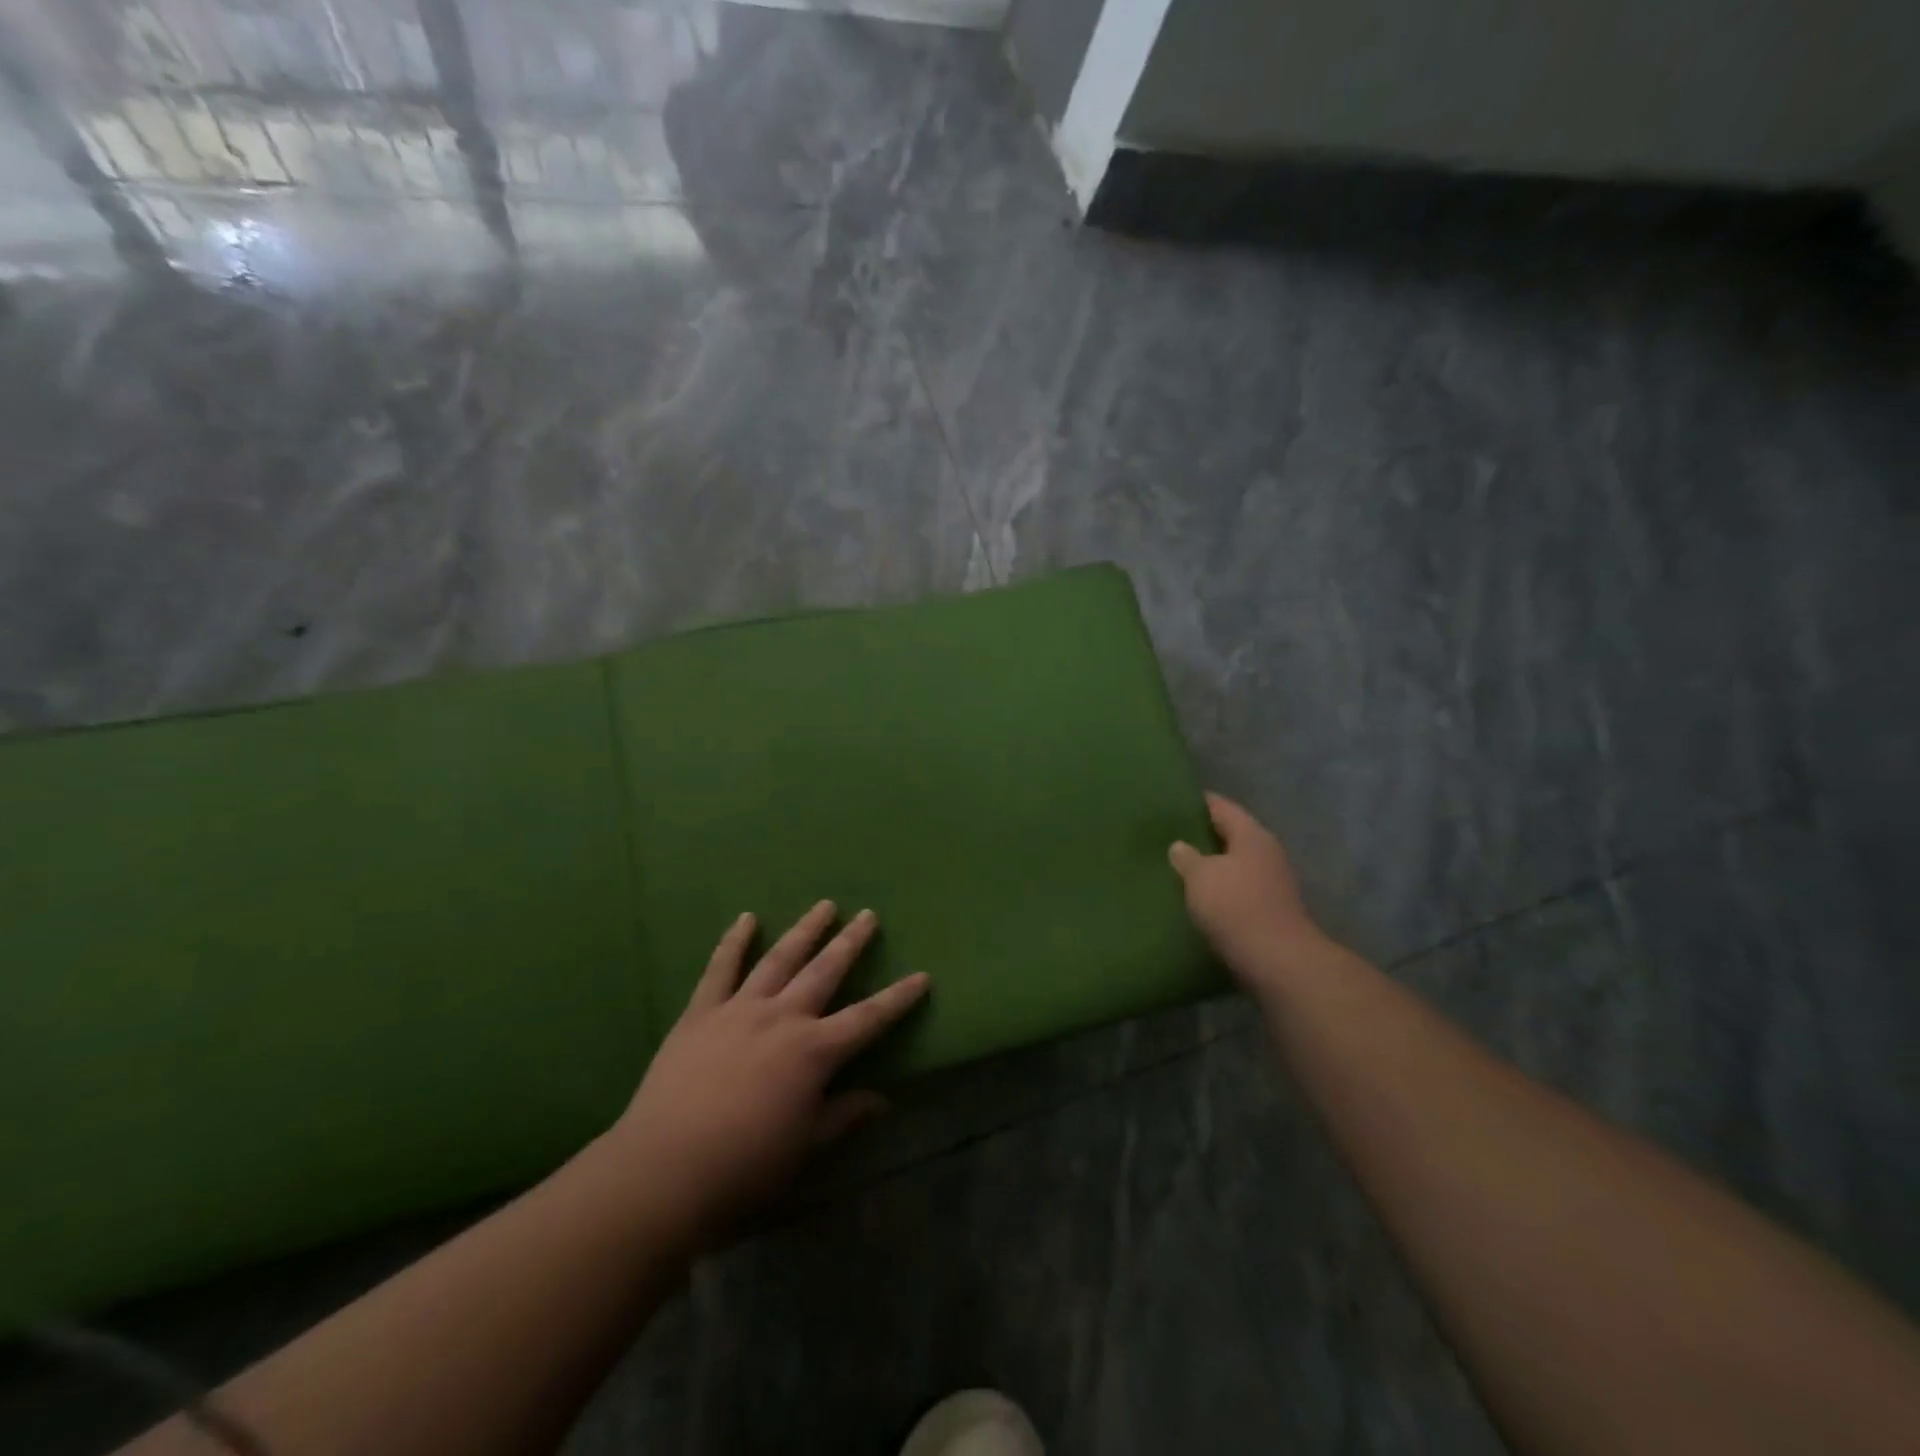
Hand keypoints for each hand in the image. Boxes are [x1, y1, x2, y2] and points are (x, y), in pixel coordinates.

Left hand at [604, 902, 928, 1243]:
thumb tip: (883, 1100)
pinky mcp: (701, 1013)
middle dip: (851, 943)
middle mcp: (783, 1018)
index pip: (868, 1018)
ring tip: (824, 906)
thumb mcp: (805, 1148)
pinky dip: (734, 941)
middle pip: (825, 971)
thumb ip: (844, 1116)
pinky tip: (747, 919)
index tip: (922, 976)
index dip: (898, 998)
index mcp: (814, 1052)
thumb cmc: (744, 1168)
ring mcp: (739, 1009)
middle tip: (868, 915)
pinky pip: (720, 968)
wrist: (663, 1172)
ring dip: (805, 930)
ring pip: (780, 958)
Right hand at [1169, 793, 1332, 987]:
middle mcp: (1267, 853)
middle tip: (1172, 835)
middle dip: (1205, 835)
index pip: (1222, 807)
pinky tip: (1201, 896)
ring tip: (1182, 867)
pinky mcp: (1271, 910)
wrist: (1277, 961)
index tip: (1174, 801)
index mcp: (1251, 835)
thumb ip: (1187, 857)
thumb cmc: (1235, 906)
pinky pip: (1240, 889)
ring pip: (1236, 864)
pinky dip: (1222, 889)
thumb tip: (1180, 846)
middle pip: (1232, 835)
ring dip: (1214, 865)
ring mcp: (1273, 883)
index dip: (1199, 802)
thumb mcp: (1200, 876)